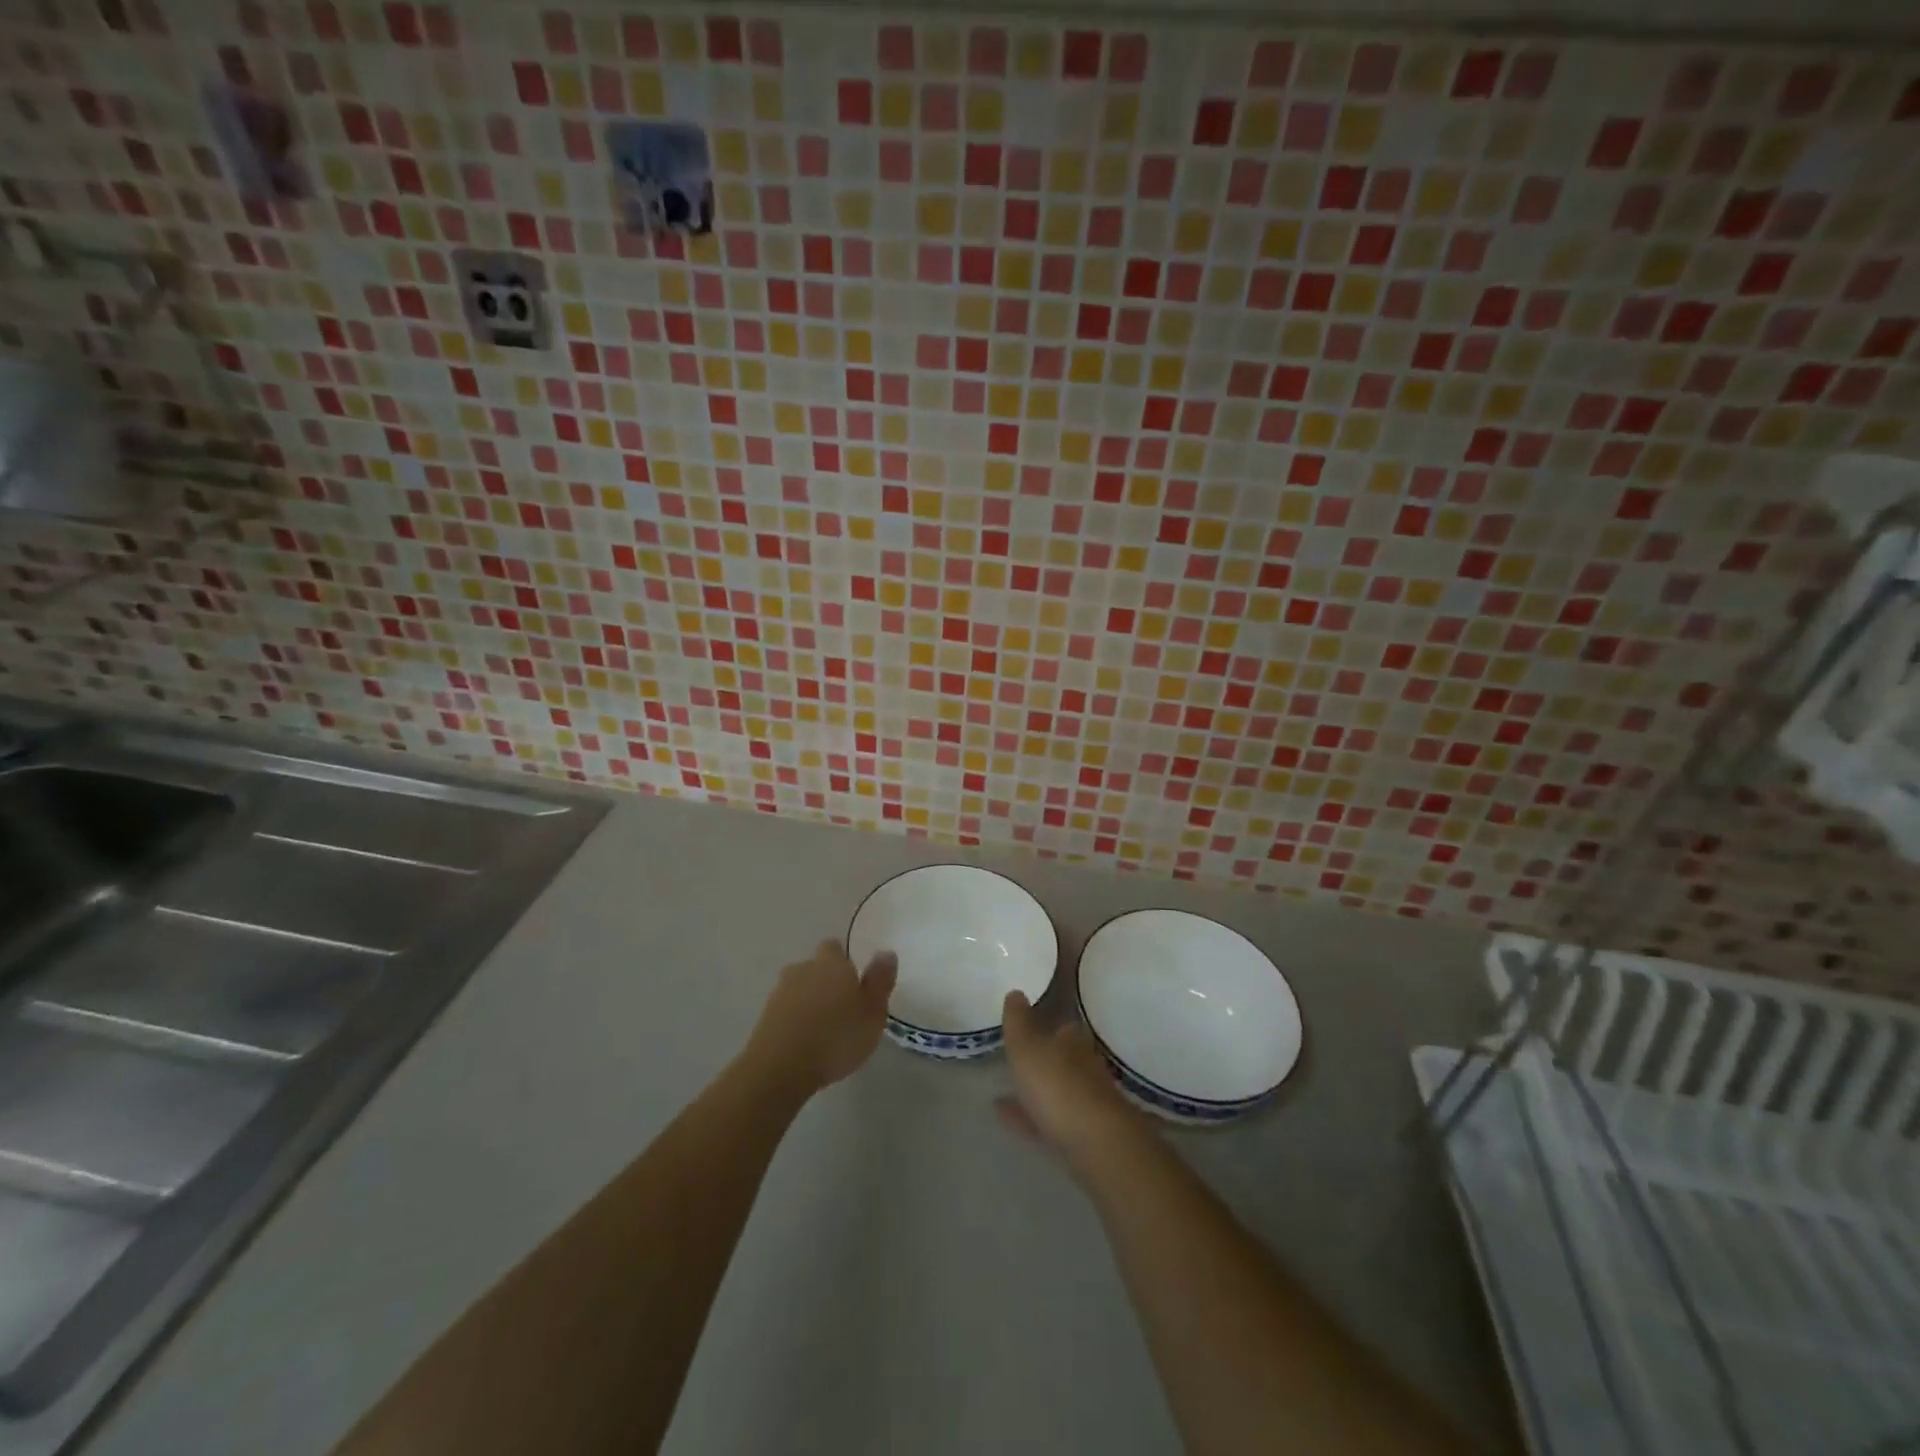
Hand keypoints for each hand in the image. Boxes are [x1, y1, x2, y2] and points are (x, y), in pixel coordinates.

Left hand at [746, 940, 896, 1095]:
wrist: (780, 1068)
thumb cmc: (836, 1038)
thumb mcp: (873, 1013)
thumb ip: (880, 981)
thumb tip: (886, 952)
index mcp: (832, 963)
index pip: (835, 948)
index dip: (844, 962)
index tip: (855, 983)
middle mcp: (803, 969)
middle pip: (816, 967)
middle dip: (826, 981)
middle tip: (842, 1008)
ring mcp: (780, 991)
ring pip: (799, 988)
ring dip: (810, 1001)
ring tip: (824, 1028)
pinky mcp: (765, 1016)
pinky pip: (786, 1010)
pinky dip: (795, 1019)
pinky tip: (805, 1041)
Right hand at [998, 990, 1143, 1171]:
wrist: (1096, 1144)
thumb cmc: (1057, 1085)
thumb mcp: (1027, 1047)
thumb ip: (1018, 1021)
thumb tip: (1016, 992)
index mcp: (1073, 1042)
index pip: (1062, 1028)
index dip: (1045, 1027)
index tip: (1025, 1030)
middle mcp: (1085, 1068)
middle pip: (1062, 1060)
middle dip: (1042, 1062)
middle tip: (1015, 1063)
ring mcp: (1087, 1104)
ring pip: (1056, 1091)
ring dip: (1034, 1091)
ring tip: (1002, 1095)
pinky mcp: (1084, 1136)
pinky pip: (1050, 1121)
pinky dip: (1030, 1118)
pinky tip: (1006, 1119)